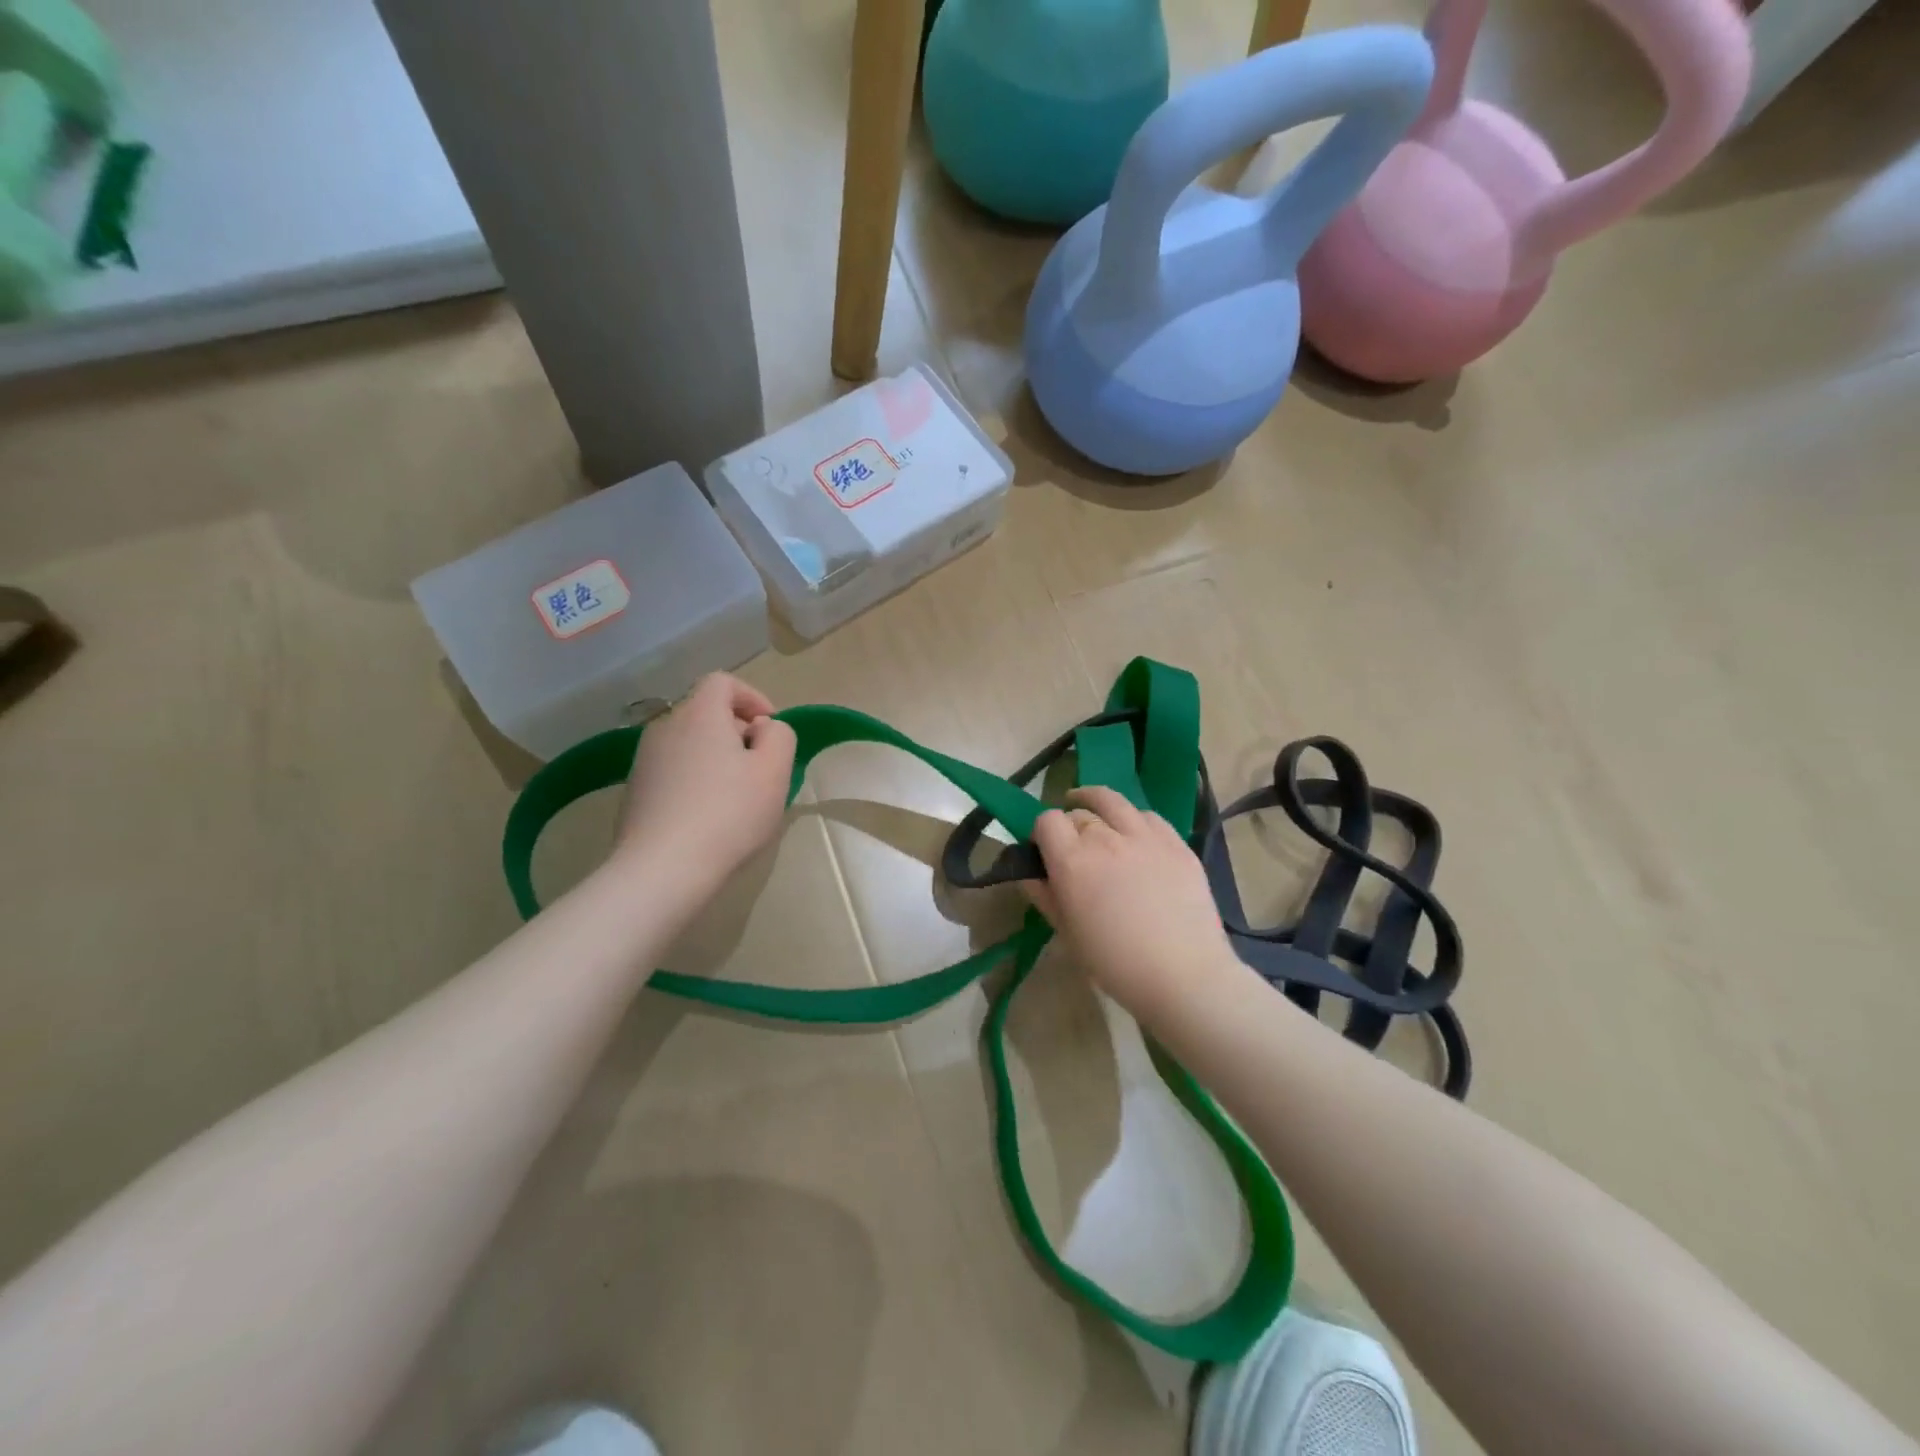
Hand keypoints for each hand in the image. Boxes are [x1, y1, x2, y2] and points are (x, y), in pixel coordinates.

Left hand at [613, 673, 797, 894]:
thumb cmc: (728, 814)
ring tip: (736, 796)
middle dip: (736, 732)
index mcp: (699, 714)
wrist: (661, 869)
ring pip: (689, 744)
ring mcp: (644, 761)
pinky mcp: (634, 792)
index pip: (722, 681)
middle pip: (705, 713)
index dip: (752, 697)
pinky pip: (673, 772)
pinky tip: (708, 818)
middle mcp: (665, 727)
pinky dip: (694, 781)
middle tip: (760, 768)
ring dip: (715, 759)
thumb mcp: (775, 771)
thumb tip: (761, 729)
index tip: (770, 730)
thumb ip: (780, 736)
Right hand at [1025, 787, 1236, 1020]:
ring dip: (1097, 804)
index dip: (1042, 833)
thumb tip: (1029, 873)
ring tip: (1095, 811)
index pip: (1047, 821)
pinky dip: (1134, 819)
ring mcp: (1144, 836)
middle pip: (1079, 813)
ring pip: (1113, 801)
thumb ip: (1045, 896)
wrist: (1184, 975)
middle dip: (1070, 825)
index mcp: (1072, 861)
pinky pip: (1148, 816)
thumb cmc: (1116, 963)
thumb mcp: (1068, 933)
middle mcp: (1106, 838)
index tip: (1045, 851)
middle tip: (1073, 847)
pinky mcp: (1176, 843)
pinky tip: (1134, 832)